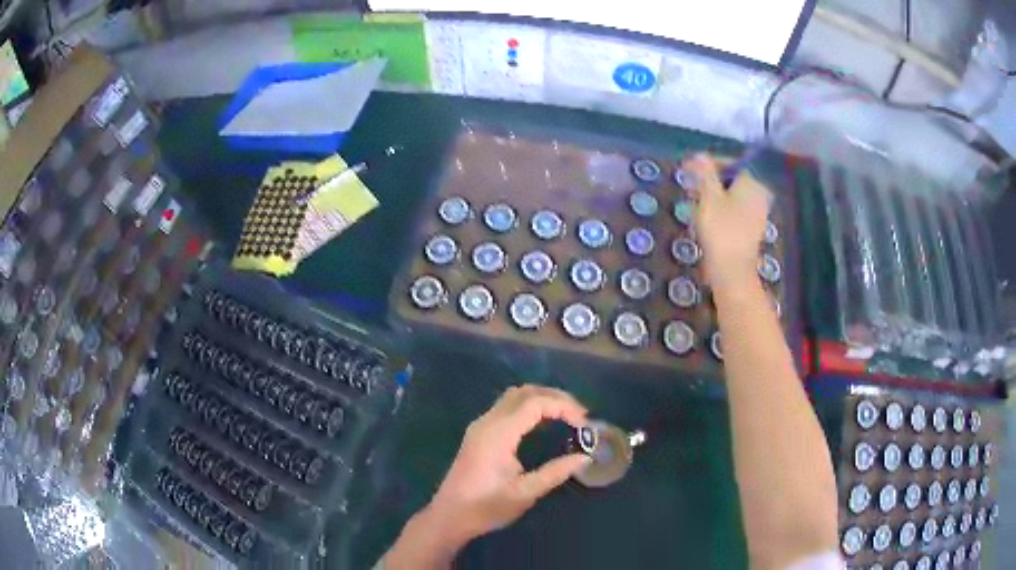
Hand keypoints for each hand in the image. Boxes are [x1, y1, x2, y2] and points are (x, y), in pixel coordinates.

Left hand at [427, 385, 590, 542]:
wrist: (449, 516)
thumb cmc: (486, 507)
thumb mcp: (525, 493)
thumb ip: (555, 473)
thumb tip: (585, 457)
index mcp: (498, 434)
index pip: (535, 403)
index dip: (563, 407)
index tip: (584, 423)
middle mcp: (487, 422)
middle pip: (525, 392)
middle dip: (555, 397)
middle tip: (580, 415)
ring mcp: (480, 426)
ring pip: (514, 396)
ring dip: (542, 399)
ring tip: (566, 416)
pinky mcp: (479, 433)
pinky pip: (506, 407)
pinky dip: (529, 407)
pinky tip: (543, 423)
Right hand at [687, 154, 770, 292]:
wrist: (732, 271)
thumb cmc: (721, 230)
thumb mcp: (708, 196)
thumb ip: (704, 173)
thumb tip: (698, 155)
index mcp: (752, 183)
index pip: (729, 163)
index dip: (708, 164)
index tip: (689, 170)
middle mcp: (759, 195)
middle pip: (731, 180)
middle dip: (710, 182)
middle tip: (691, 189)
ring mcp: (758, 215)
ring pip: (732, 197)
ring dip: (714, 197)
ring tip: (696, 205)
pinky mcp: (752, 231)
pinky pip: (735, 212)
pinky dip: (721, 212)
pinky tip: (707, 221)